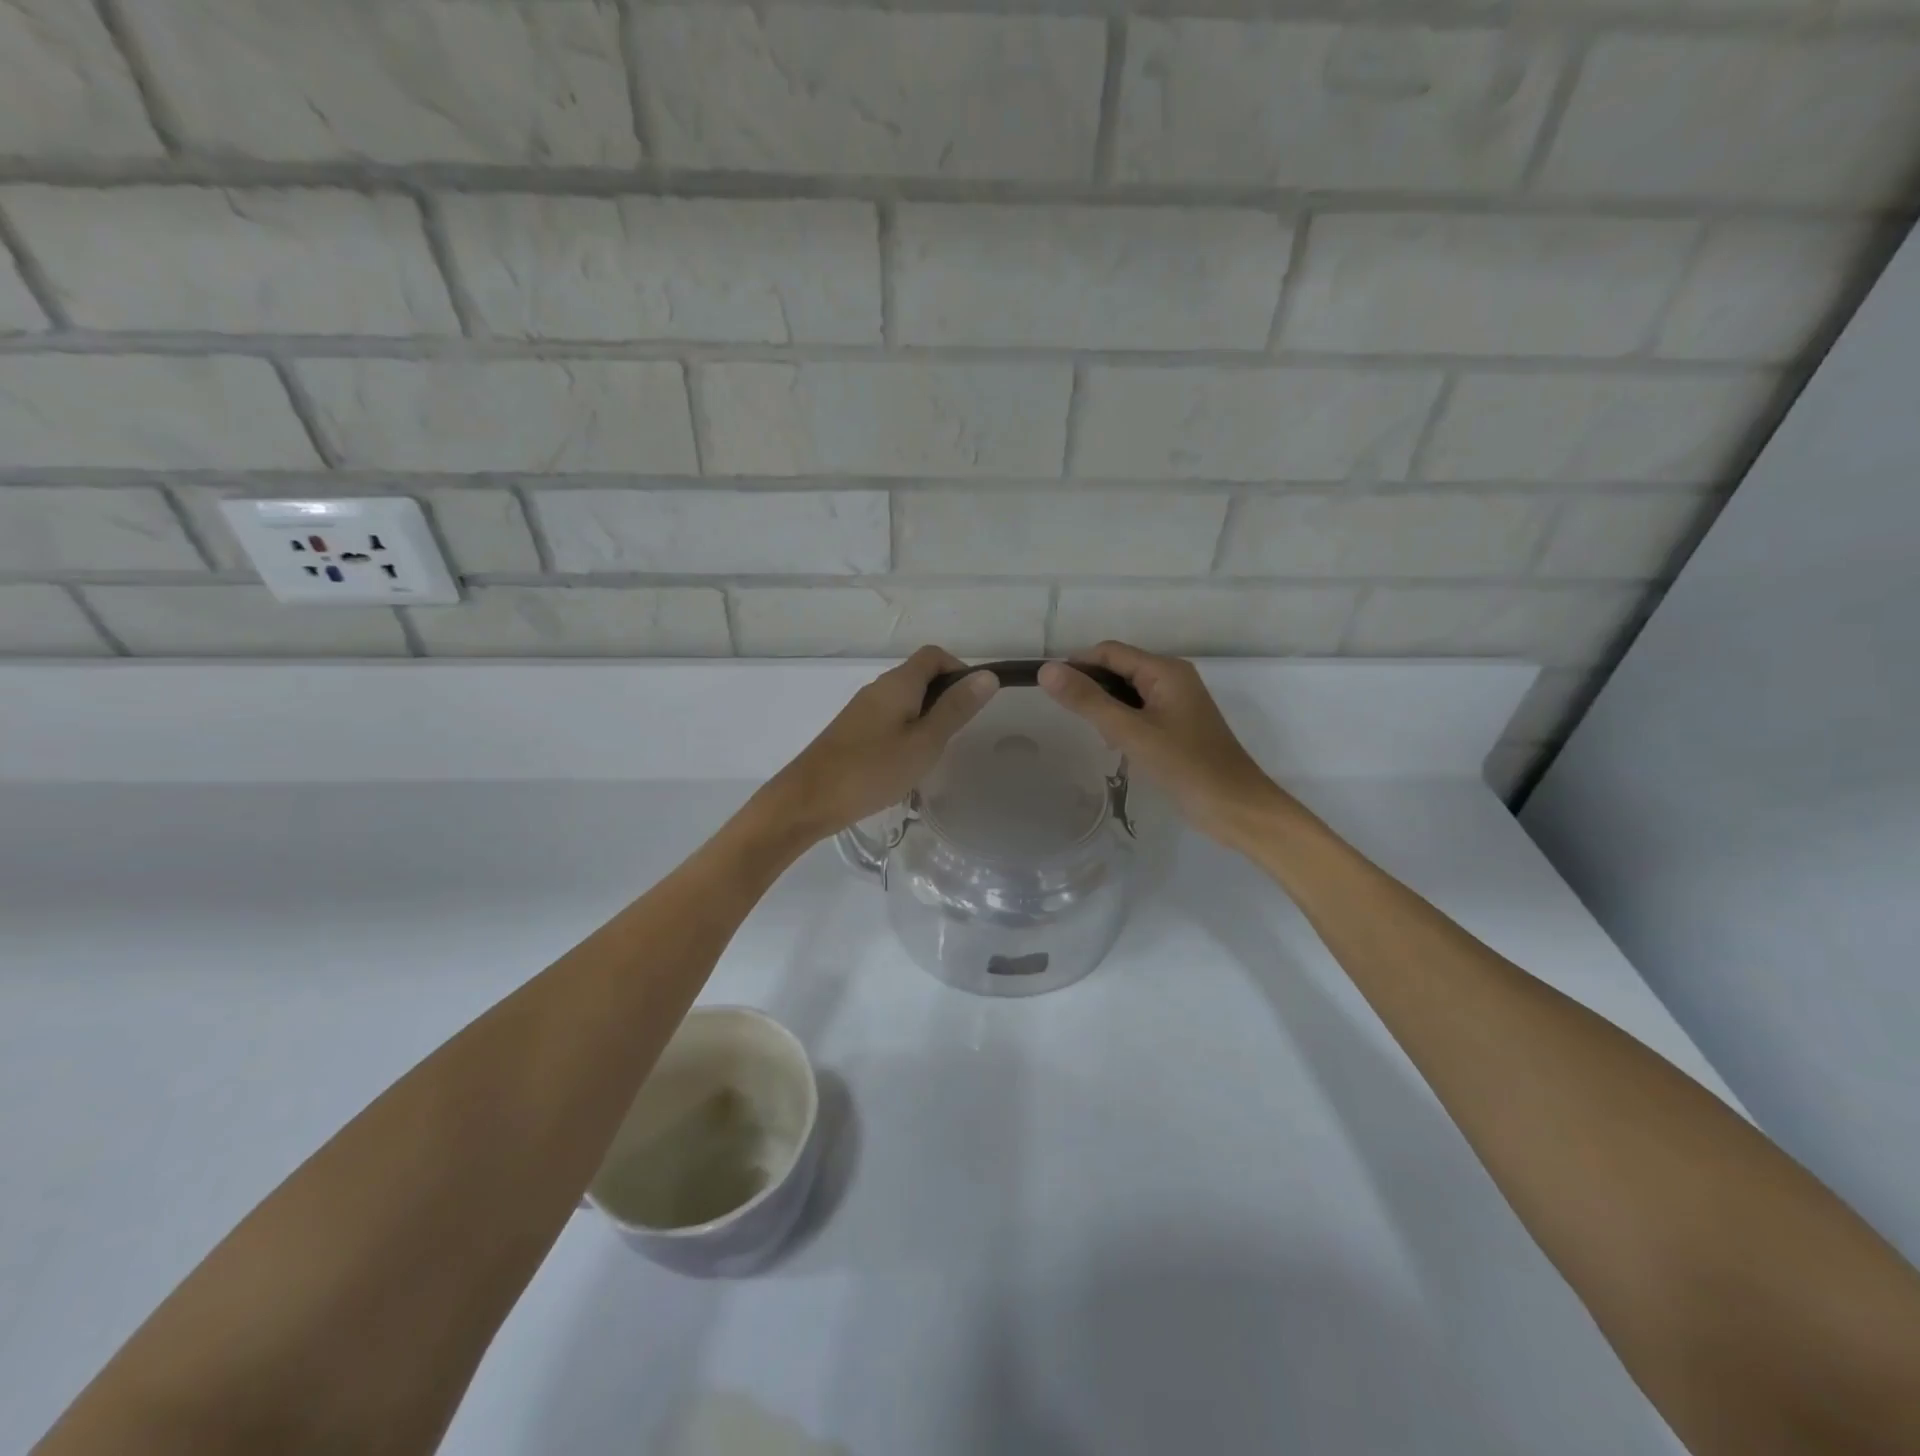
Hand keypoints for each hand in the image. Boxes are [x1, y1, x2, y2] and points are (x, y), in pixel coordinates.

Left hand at [763, 646, 998, 841]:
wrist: (809, 799)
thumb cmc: (873, 769)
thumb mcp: (925, 742)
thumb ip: (956, 708)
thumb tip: (988, 675)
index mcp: (898, 683)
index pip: (934, 655)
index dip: (960, 669)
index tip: (973, 703)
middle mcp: (878, 688)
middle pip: (919, 676)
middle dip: (945, 696)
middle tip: (958, 734)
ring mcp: (862, 710)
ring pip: (904, 700)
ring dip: (926, 717)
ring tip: (934, 752)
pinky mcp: (852, 731)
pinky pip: (889, 719)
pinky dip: (906, 731)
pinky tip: (906, 763)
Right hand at [1038, 642, 1296, 849]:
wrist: (1235, 807)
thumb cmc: (1184, 766)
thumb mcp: (1130, 732)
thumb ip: (1087, 700)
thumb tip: (1046, 670)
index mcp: (1165, 670)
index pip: (1109, 652)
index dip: (1077, 664)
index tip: (1047, 689)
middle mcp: (1172, 678)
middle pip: (1119, 668)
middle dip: (1090, 686)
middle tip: (1065, 715)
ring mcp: (1177, 703)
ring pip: (1127, 692)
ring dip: (1104, 705)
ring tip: (1087, 731)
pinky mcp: (1178, 726)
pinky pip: (1139, 711)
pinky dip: (1121, 721)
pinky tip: (1112, 745)